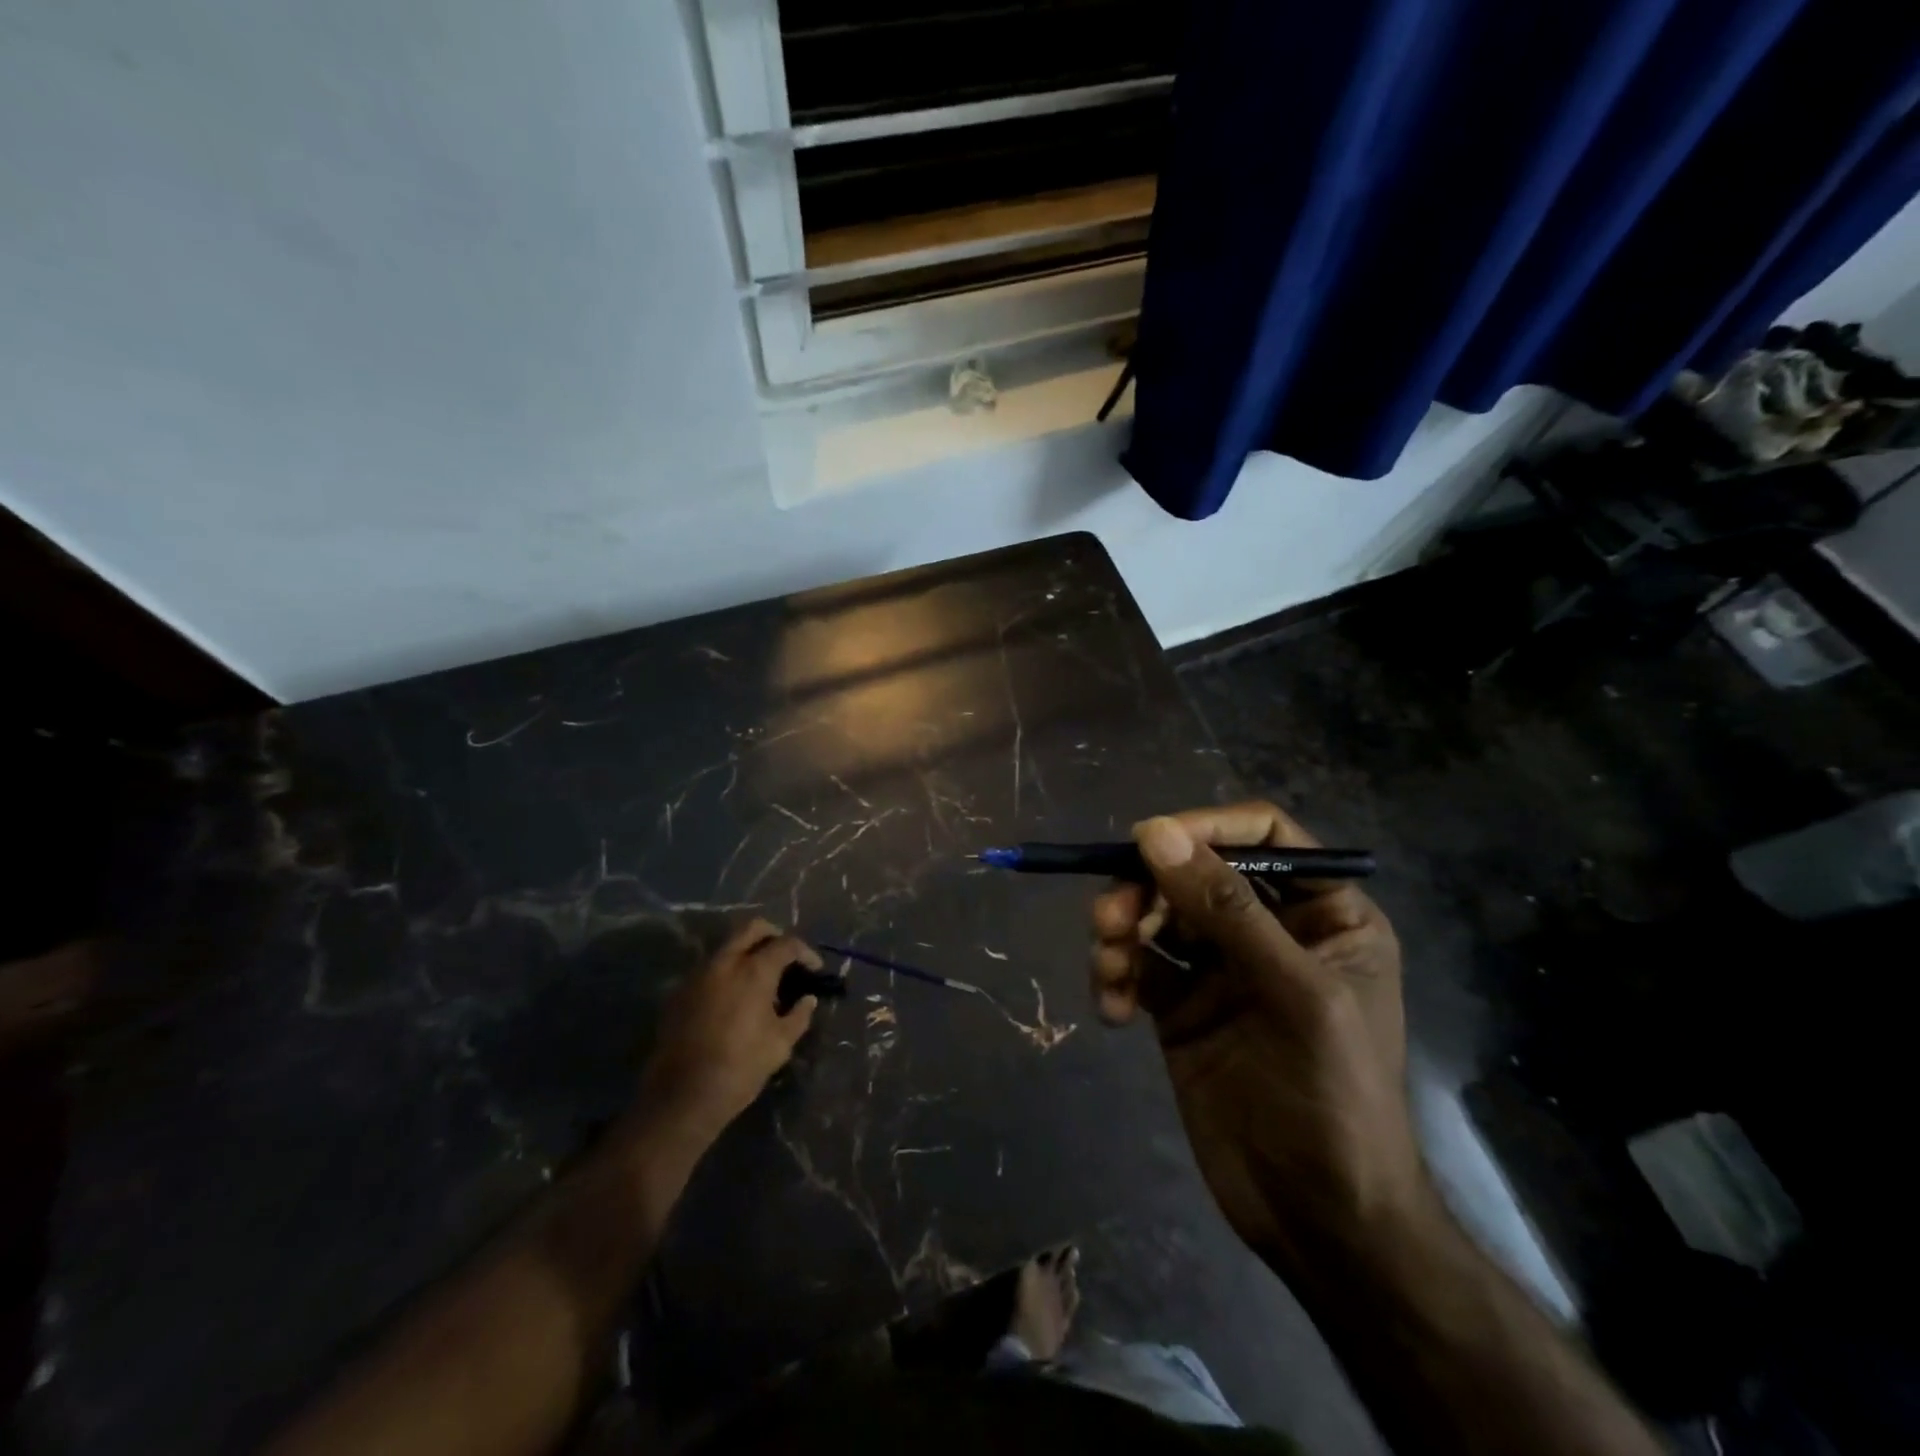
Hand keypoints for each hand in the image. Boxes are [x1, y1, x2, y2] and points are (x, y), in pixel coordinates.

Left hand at [639, 919, 820, 1139]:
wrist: (682, 1096)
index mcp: (754, 971)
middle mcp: (725, 962)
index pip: (787, 944)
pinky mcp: (680, 992)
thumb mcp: (780, 1045)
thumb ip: (798, 1015)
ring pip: (727, 946)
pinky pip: (709, 969)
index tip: (814, 968)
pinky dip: (727, 972)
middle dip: (773, 935)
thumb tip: (808, 999)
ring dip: (747, 952)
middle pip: (752, 928)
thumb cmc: (740, 1068)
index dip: (805, 952)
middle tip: (785, 957)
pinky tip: (734, 998)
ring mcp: (698, 975)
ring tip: (760, 978)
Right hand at [1090, 803, 1425, 1269]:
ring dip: (1122, 929)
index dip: (1207, 827)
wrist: (1320, 1221)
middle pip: (1195, 871)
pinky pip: (1138, 966)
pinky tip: (1111, 1009)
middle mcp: (1270, 930)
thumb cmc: (1333, 1098)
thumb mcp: (1293, 993)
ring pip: (1158, 914)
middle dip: (1148, 888)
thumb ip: (1225, 908)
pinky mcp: (1182, 1007)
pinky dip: (1116, 976)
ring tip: (1108, 966)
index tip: (1149, 840)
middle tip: (1111, 918)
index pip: (1263, 835)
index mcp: (1323, 913)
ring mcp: (1221, 969)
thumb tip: (1154, 832)